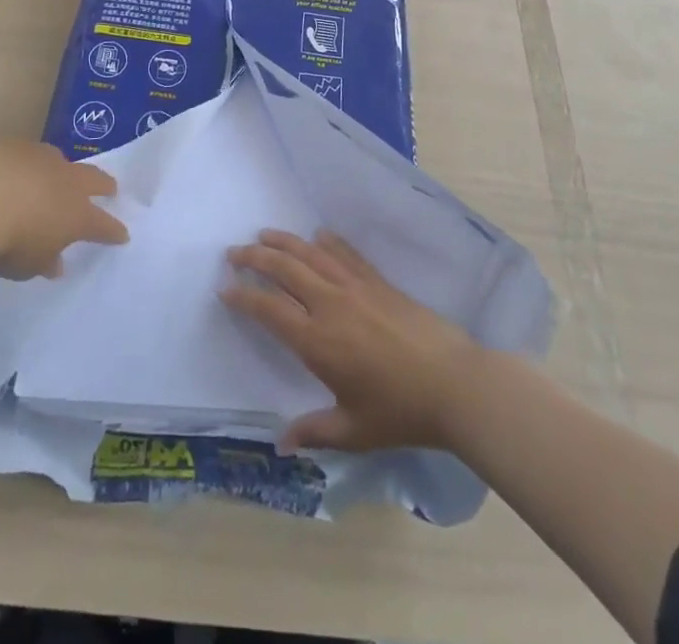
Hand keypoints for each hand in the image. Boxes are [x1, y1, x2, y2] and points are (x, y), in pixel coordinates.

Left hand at [0, 139, 127, 279]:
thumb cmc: (10, 241)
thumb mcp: (28, 266)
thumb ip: (44, 261)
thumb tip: (55, 263)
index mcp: (78, 214)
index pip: (104, 225)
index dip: (113, 231)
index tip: (123, 235)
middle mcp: (67, 181)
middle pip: (94, 179)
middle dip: (104, 185)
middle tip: (110, 188)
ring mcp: (42, 158)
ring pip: (61, 161)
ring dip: (63, 170)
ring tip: (58, 176)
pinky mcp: (15, 144)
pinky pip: (28, 154)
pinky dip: (27, 164)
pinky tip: (15, 170)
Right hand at [222, 229, 480, 453]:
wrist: (453, 383)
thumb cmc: (400, 412)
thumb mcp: (353, 431)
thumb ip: (315, 432)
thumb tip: (282, 443)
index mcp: (317, 341)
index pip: (269, 309)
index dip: (244, 297)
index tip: (224, 288)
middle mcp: (330, 304)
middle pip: (285, 269)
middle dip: (255, 257)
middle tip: (234, 252)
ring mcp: (356, 287)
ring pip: (311, 253)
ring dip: (284, 241)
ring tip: (265, 234)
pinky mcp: (378, 281)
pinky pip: (345, 253)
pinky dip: (327, 242)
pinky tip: (318, 236)